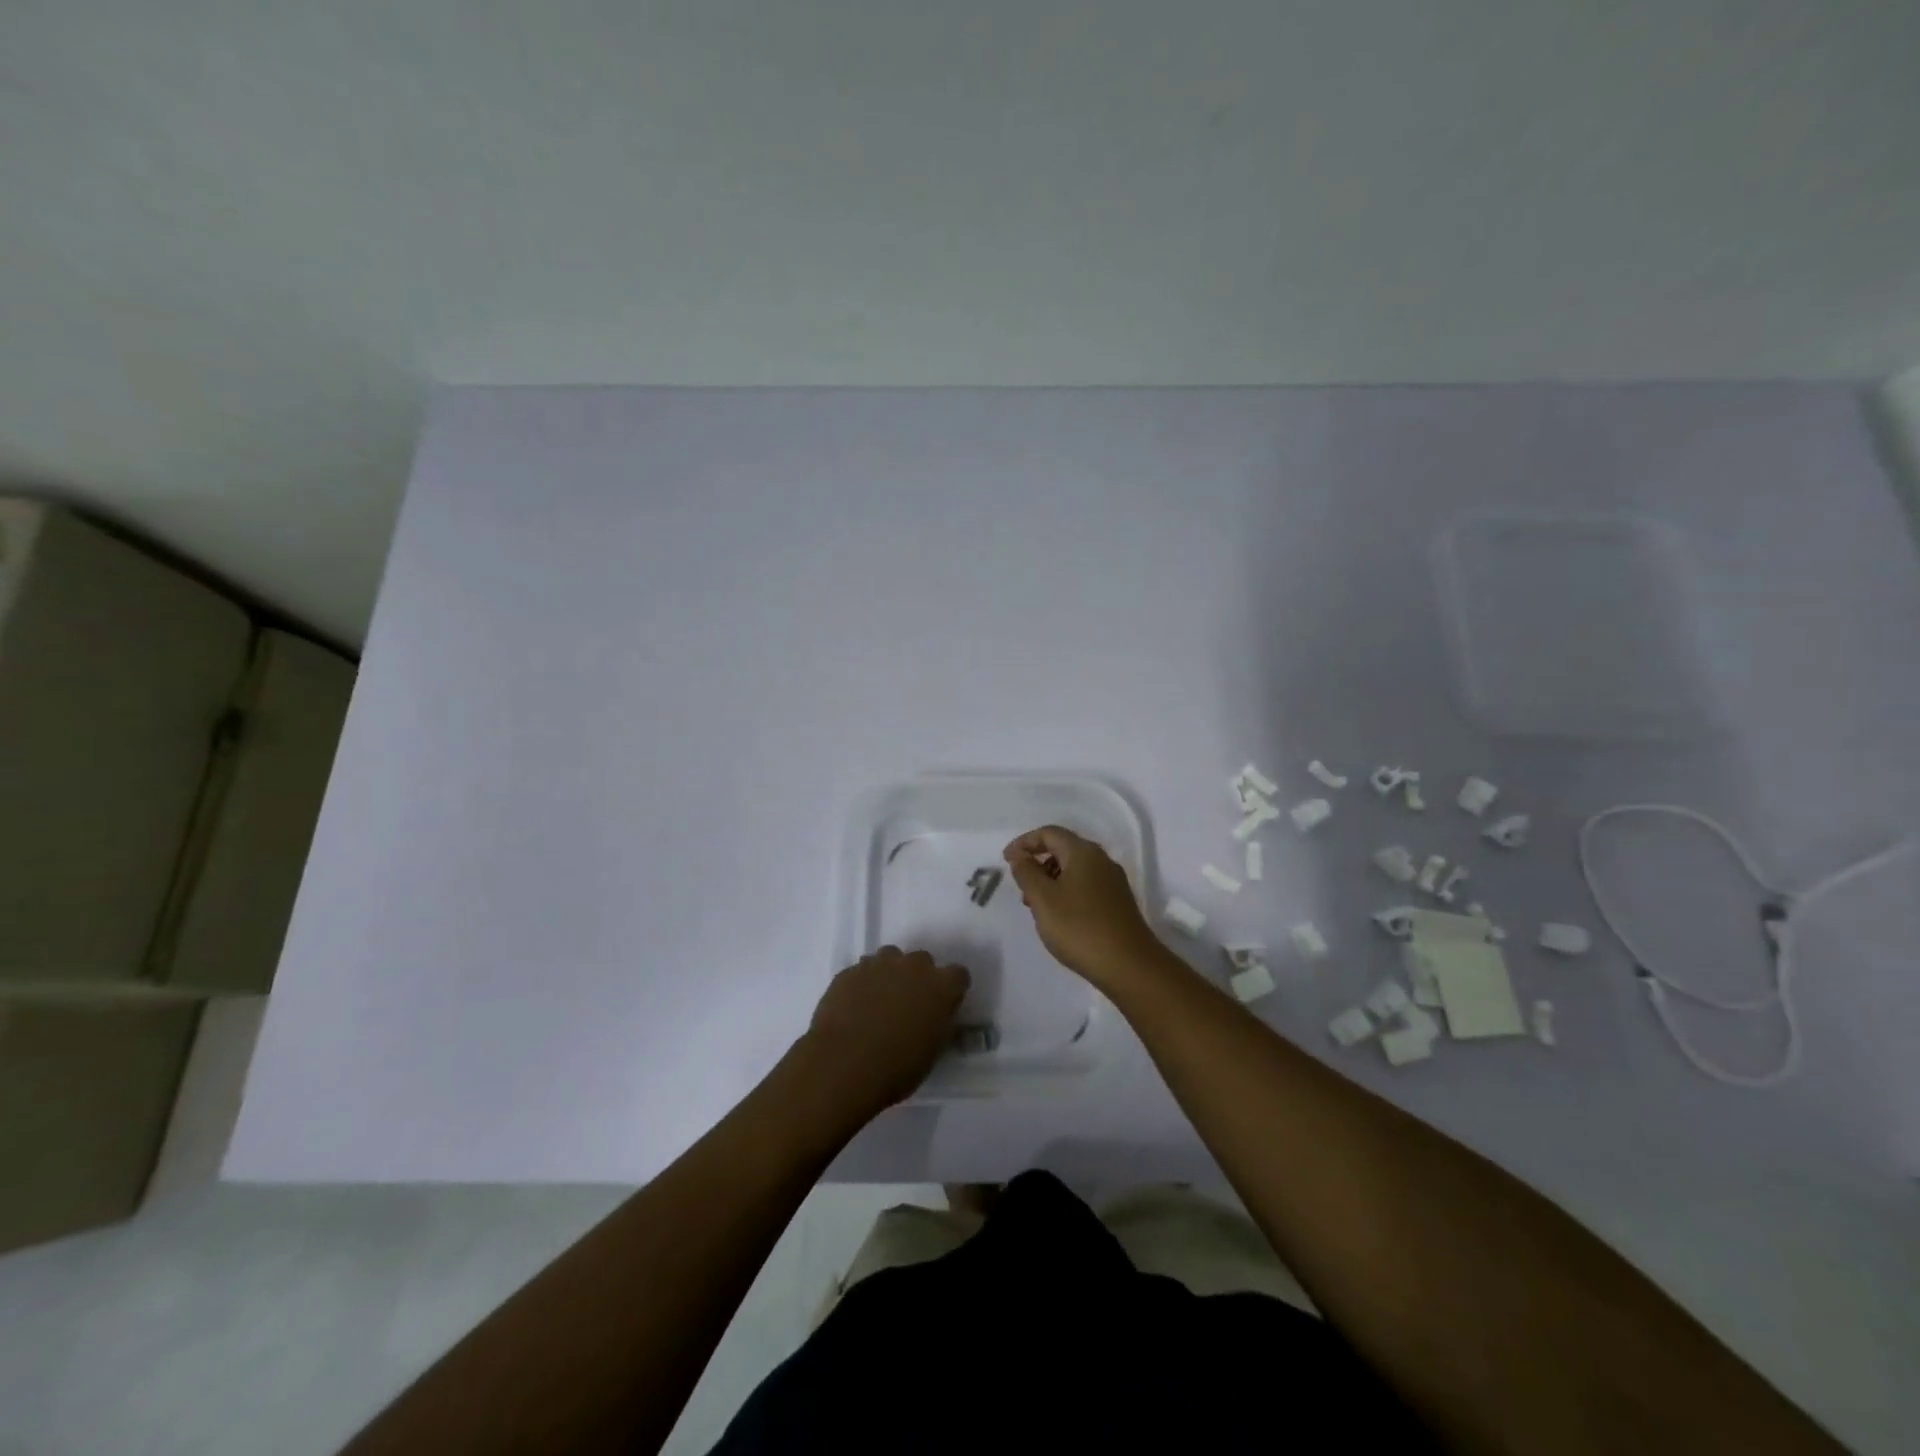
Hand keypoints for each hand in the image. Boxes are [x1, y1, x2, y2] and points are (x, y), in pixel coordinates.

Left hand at [800, 946, 969, 1114]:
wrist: (844, 1064)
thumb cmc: (896, 1067)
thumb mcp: (931, 1051)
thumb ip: (936, 1023)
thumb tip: (932, 1016)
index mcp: (941, 987)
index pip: (958, 976)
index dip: (950, 990)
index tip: (942, 1007)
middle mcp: (913, 966)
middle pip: (922, 961)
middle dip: (918, 977)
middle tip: (907, 1004)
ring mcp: (879, 964)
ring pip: (890, 958)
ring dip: (889, 974)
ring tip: (878, 1002)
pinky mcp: (850, 971)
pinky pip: (862, 971)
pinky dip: (862, 984)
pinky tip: (853, 1007)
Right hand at [1003, 825, 1163, 986]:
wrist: (1130, 966)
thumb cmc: (1079, 928)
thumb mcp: (1043, 899)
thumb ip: (1027, 872)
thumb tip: (1020, 855)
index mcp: (1083, 852)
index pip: (1049, 833)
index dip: (1024, 842)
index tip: (1006, 861)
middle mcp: (1101, 860)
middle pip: (1063, 849)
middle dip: (1037, 862)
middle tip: (1021, 887)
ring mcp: (1112, 882)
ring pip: (1074, 869)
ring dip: (1050, 880)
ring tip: (1036, 907)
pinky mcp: (1117, 902)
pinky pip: (1085, 886)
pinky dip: (1066, 892)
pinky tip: (1059, 917)